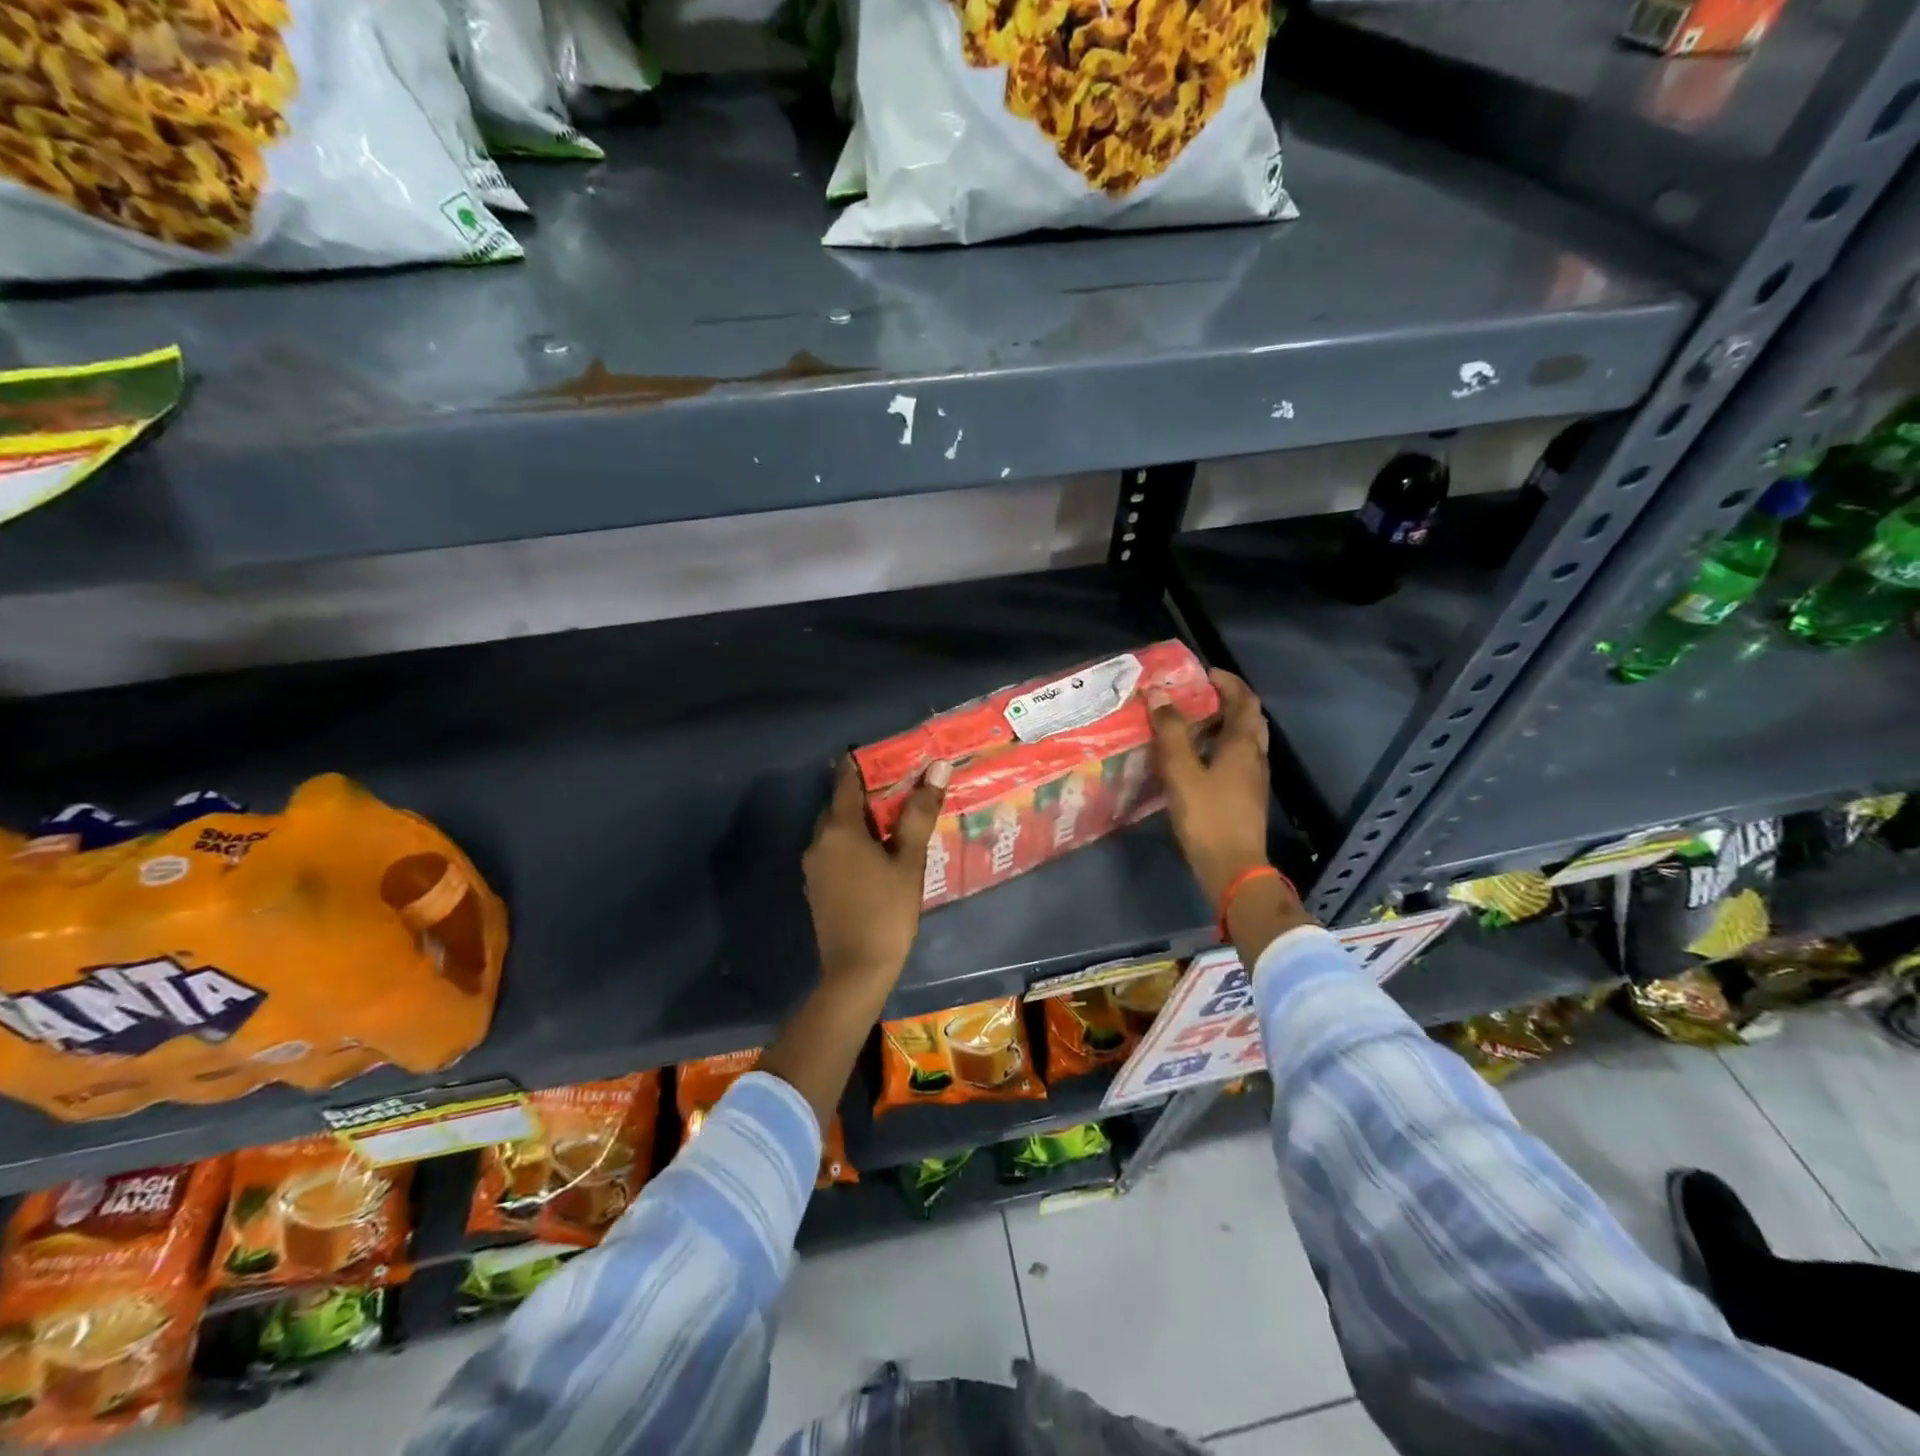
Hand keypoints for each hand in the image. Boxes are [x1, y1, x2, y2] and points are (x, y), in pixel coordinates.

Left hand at [803, 756, 949, 991]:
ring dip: (860, 822)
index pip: (846, 781)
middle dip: (865, 794)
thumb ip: (920, 813)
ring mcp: (814, 867)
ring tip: (893, 822)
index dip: (861, 763)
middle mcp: (819, 841)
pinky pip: (834, 852)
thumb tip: (938, 768)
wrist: (856, 970)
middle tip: (899, 789)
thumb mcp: (909, 860)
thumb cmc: (887, 910)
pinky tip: (876, 855)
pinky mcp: (817, 888)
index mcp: (840, 829)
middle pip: (840, 806)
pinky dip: (853, 845)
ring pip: (836, 831)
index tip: (882, 754)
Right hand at [1149, 669, 1272, 909]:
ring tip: (1195, 722)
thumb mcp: (1181, 771)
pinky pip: (1238, 759)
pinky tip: (1199, 758)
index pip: (1244, 700)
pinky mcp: (1246, 797)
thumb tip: (1158, 694)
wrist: (1232, 867)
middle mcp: (1255, 757)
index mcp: (1243, 745)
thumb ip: (1170, 732)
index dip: (1228, 683)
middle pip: (1250, 718)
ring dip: (1225, 724)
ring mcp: (1254, 779)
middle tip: (1200, 695)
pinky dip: (1222, 746)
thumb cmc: (1207, 816)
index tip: (1205, 673)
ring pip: (1245, 740)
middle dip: (1229, 701)